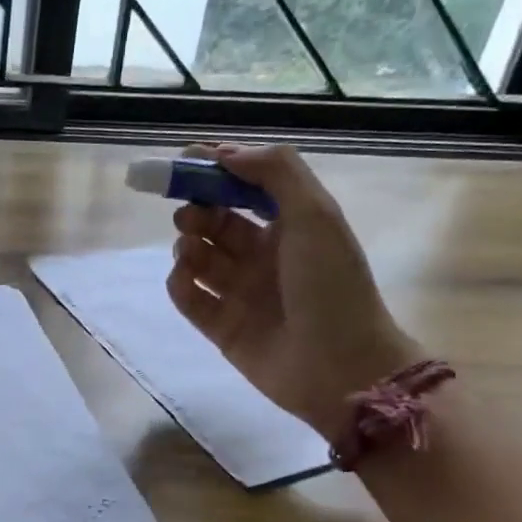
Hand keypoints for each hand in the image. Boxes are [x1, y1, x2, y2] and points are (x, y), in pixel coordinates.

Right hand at [169, 144, 419, 443]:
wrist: (341, 367)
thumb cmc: (331, 286)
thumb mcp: (315, 216)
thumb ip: (275, 173)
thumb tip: (224, 153)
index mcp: (291, 226)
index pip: (245, 188)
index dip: (216, 171)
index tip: (185, 161)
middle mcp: (264, 256)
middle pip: (217, 220)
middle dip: (197, 209)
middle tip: (190, 214)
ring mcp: (241, 292)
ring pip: (199, 257)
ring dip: (187, 244)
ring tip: (190, 251)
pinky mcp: (221, 326)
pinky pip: (189, 295)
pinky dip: (180, 282)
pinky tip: (186, 278)